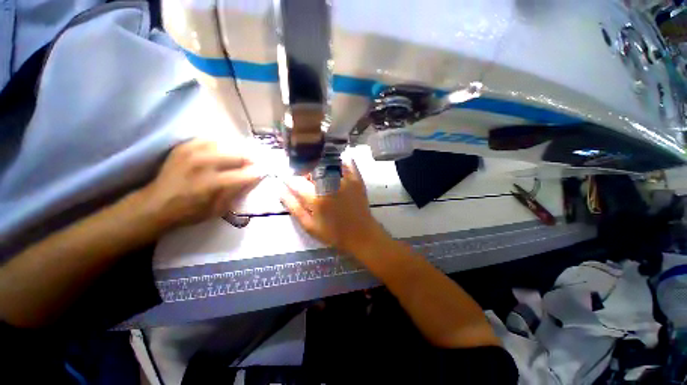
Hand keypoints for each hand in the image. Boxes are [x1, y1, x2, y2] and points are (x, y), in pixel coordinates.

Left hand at [138, 139, 263, 229]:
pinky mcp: (185, 146)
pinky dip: (221, 145)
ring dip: (238, 152)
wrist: (156, 204)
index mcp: (213, 183)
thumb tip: (254, 178)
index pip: (247, 174)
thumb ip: (238, 192)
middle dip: (251, 161)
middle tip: (254, 165)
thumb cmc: (190, 212)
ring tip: (240, 158)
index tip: (264, 173)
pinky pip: (211, 140)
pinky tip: (223, 152)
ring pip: (227, 144)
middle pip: (240, 155)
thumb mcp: (219, 209)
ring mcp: (193, 152)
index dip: (259, 173)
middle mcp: (205, 164)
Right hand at [280, 160, 386, 254]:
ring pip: (327, 161)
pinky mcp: (356, 178)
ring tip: (319, 176)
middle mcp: (330, 184)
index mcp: (316, 197)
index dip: (289, 180)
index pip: (296, 180)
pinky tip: (334, 168)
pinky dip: (338, 161)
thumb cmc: (333, 233)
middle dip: (304, 171)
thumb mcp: (309, 225)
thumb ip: (294, 207)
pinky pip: (346, 162)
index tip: (290, 182)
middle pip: (310, 167)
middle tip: (305, 180)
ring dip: (319, 165)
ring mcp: (345, 179)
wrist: (361, 233)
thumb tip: (281, 190)